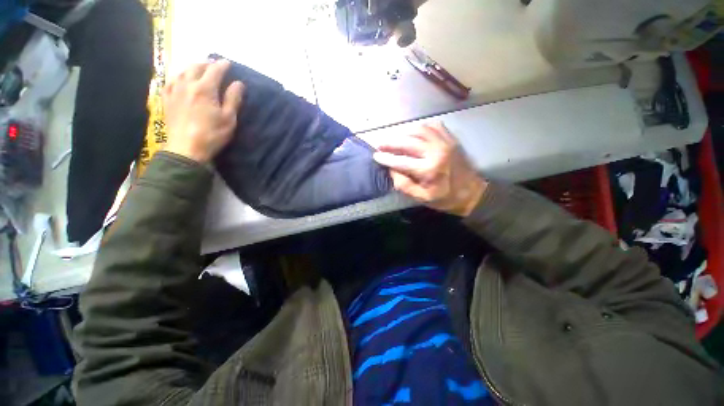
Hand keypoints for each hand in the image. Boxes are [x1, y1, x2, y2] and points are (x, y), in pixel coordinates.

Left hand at [162, 59, 243, 162]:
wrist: (186, 148)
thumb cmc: (212, 134)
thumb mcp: (229, 119)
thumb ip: (233, 99)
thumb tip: (238, 84)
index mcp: (204, 89)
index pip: (214, 70)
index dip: (222, 65)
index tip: (228, 63)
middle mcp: (187, 84)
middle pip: (196, 66)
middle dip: (206, 63)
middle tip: (214, 65)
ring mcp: (174, 91)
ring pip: (182, 71)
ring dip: (192, 67)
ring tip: (198, 69)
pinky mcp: (166, 100)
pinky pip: (170, 81)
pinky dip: (177, 76)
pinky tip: (180, 79)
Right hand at [373, 123, 486, 216]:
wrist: (471, 192)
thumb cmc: (445, 198)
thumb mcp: (421, 197)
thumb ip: (403, 184)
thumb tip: (391, 170)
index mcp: (429, 169)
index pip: (401, 161)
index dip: (386, 158)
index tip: (375, 156)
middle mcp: (436, 151)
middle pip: (407, 141)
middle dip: (390, 142)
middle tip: (380, 144)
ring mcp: (445, 142)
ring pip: (419, 130)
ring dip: (403, 133)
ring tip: (394, 139)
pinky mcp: (450, 139)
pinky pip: (433, 126)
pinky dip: (420, 128)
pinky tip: (414, 133)